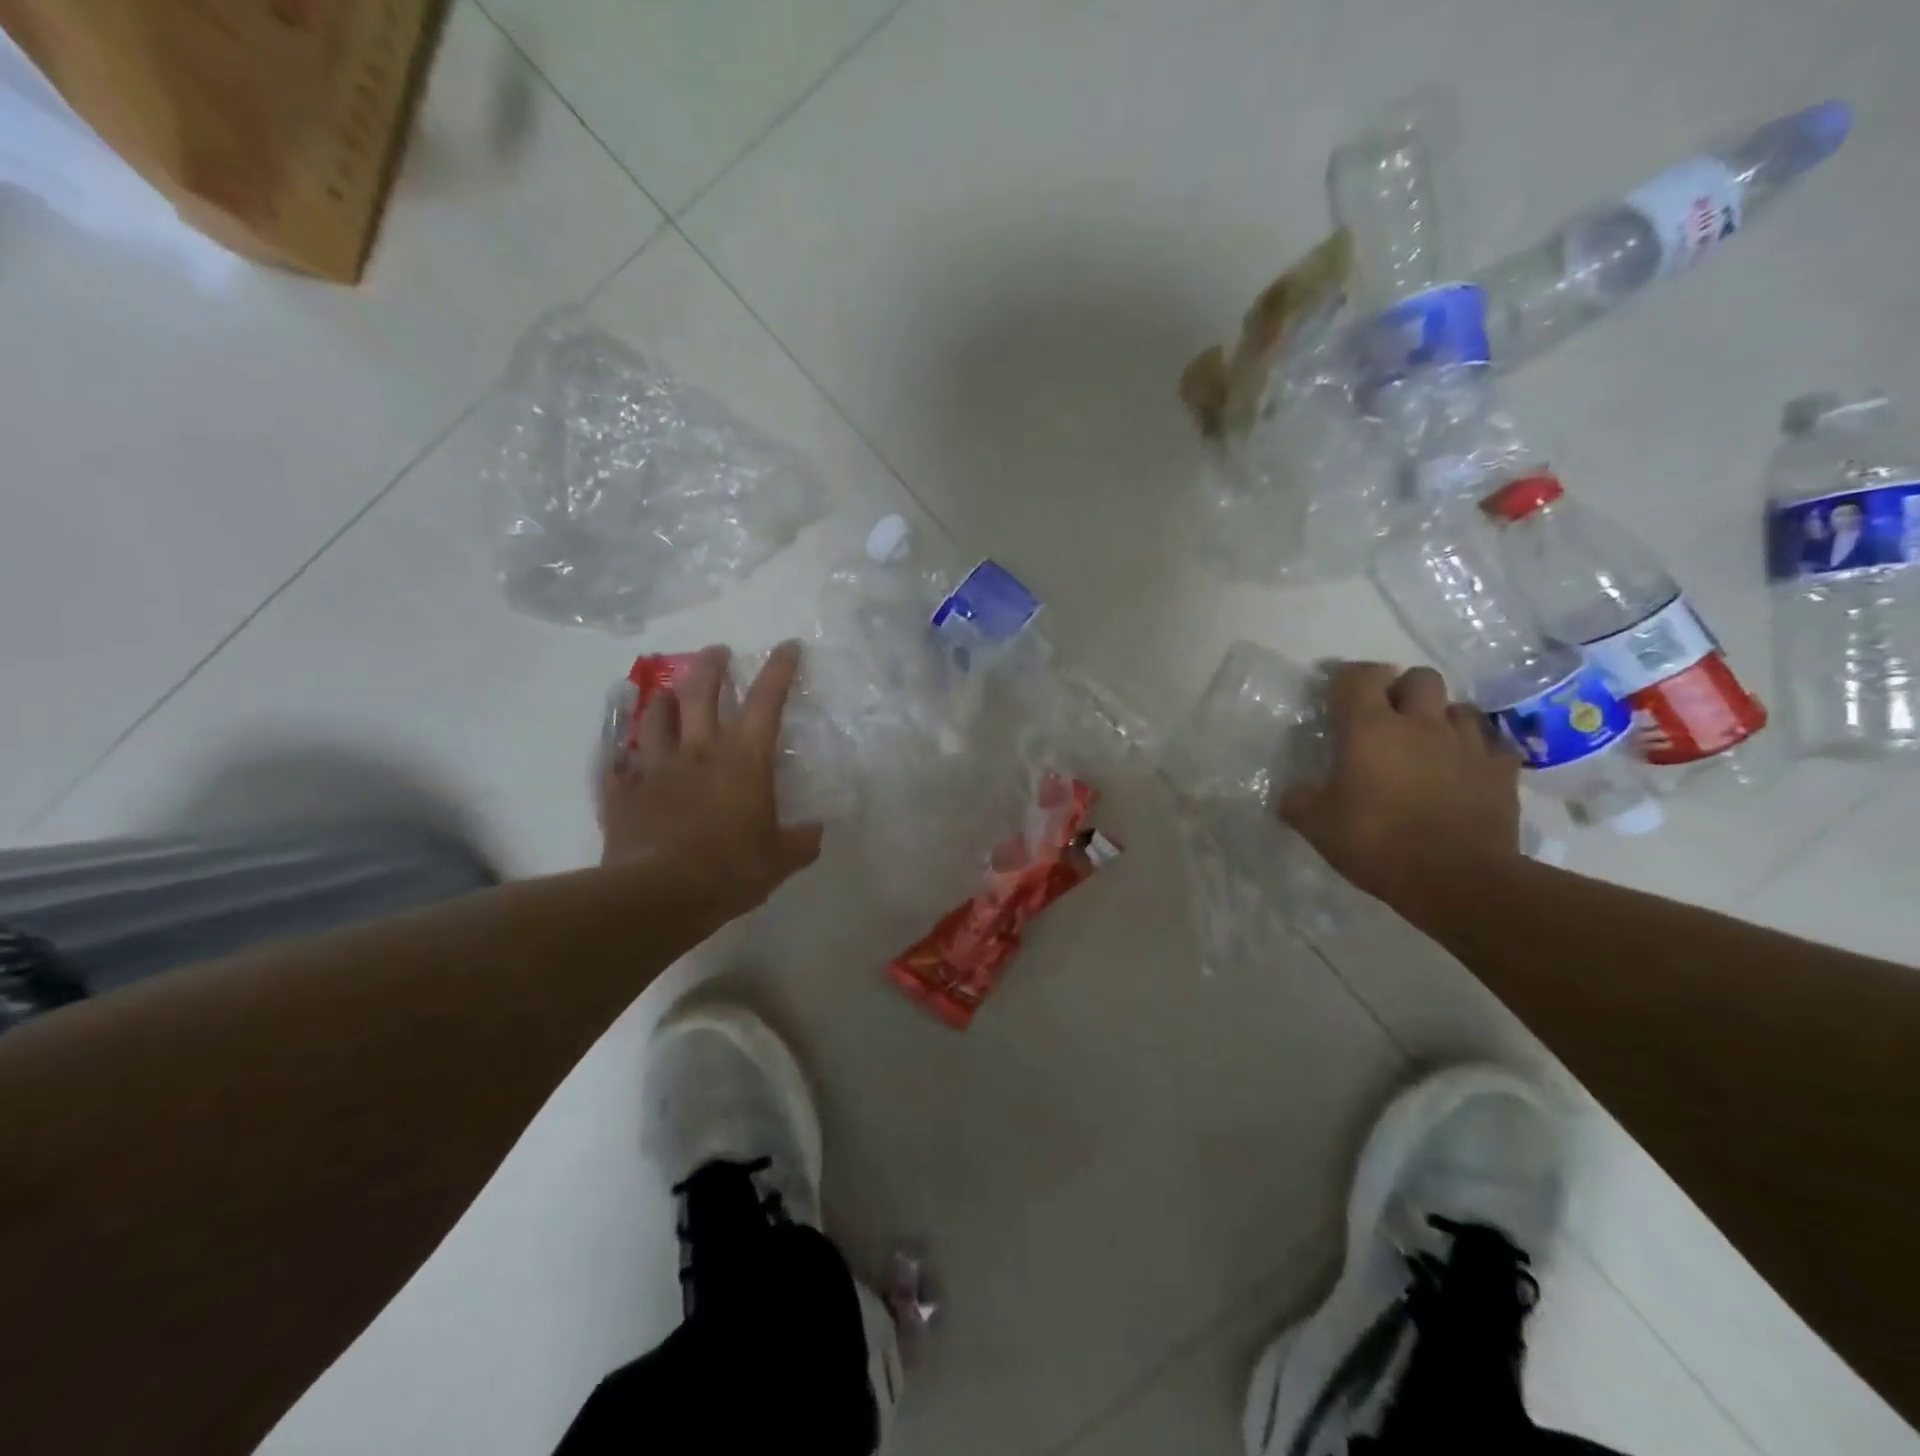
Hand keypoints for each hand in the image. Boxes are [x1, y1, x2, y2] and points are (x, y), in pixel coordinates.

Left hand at [601, 642, 822, 918]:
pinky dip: (623, 755)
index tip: (787, 645)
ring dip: (665, 699)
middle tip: (717, 652)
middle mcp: (699, 751)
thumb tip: (815, 831)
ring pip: (656, 717)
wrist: (658, 894)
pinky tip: (623, 755)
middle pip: (702, 691)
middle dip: (712, 665)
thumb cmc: (730, 869)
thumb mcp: (781, 860)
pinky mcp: (623, 792)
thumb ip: (801, 841)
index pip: (767, 701)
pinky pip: (619, 764)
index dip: (779, 669)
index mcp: (743, 759)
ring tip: (668, 693)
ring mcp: (656, 768)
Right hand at [1278, 662, 1522, 913]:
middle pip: (1419, 678)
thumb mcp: (1316, 826)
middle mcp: (1420, 723)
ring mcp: (1467, 744)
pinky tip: (1464, 770)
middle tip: (1387, 719)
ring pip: (1459, 708)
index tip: (1336, 696)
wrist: (1458, 880)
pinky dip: (1476, 751)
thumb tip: (1289, 794)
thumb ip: (1298, 801)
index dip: (1345, 679)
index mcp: (1368, 729)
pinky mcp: (1501, 770)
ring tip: (1428, 745)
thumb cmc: (1377, 844)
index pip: (1357, 676)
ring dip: (1441, 719)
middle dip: (1402, 690)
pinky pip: (1491, 744)